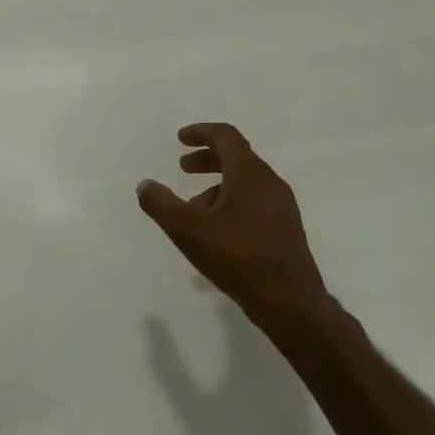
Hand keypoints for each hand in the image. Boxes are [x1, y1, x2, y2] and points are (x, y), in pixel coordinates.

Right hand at [137, 123, 328, 323]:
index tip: (180, 138)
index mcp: (249, 173)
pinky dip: (232, 203)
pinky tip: (217, 234)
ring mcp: (282, 206)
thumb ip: (161, 204)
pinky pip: (255, 202)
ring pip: (245, 183)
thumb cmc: (237, 257)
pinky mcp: (286, 228)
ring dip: (217, 187)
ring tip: (193, 211)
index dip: (201, 133)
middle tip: (183, 168)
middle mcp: (270, 182)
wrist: (289, 302)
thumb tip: (145, 185)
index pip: (225, 137)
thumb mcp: (187, 229)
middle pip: (236, 158)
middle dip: (207, 160)